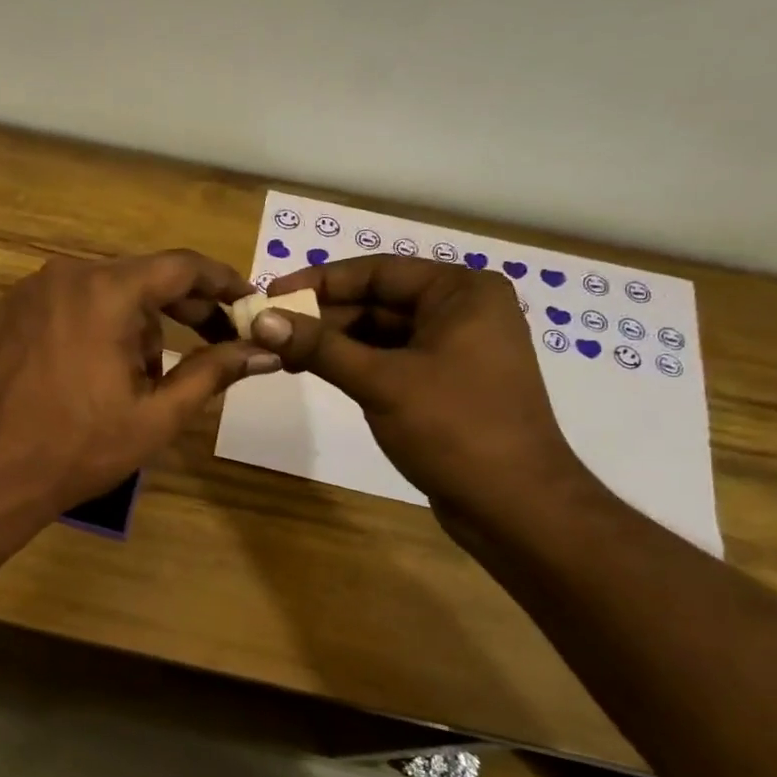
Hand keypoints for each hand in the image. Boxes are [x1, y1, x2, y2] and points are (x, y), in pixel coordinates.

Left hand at [0, 251, 276, 517]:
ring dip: (136, 323)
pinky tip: (99, 369)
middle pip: (142, 277)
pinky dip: (97, 323)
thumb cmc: (81, 447)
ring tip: (142, 378)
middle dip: (182, 308)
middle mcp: (67, 274)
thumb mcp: (158, 414)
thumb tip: (264, 351)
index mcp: (107, 292)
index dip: (222, 281)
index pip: (181, 267)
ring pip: (106, 291)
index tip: (247, 300)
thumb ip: (214, 373)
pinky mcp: (10, 310)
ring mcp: (32, 290)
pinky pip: (71, 302)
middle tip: (214, 340)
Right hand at [249, 256, 589, 514]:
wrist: (515, 505)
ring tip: (282, 353)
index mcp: (461, 292)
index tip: (271, 294)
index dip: (319, 281)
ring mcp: (457, 348)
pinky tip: (317, 371)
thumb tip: (261, 320)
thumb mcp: (381, 382)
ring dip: (335, 342)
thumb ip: (320, 347)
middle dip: (324, 315)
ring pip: (382, 333)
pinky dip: (356, 364)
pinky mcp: (446, 383)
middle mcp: (463, 310)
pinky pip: (392, 360)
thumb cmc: (454, 428)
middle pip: (379, 300)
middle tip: (268, 328)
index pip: (378, 271)